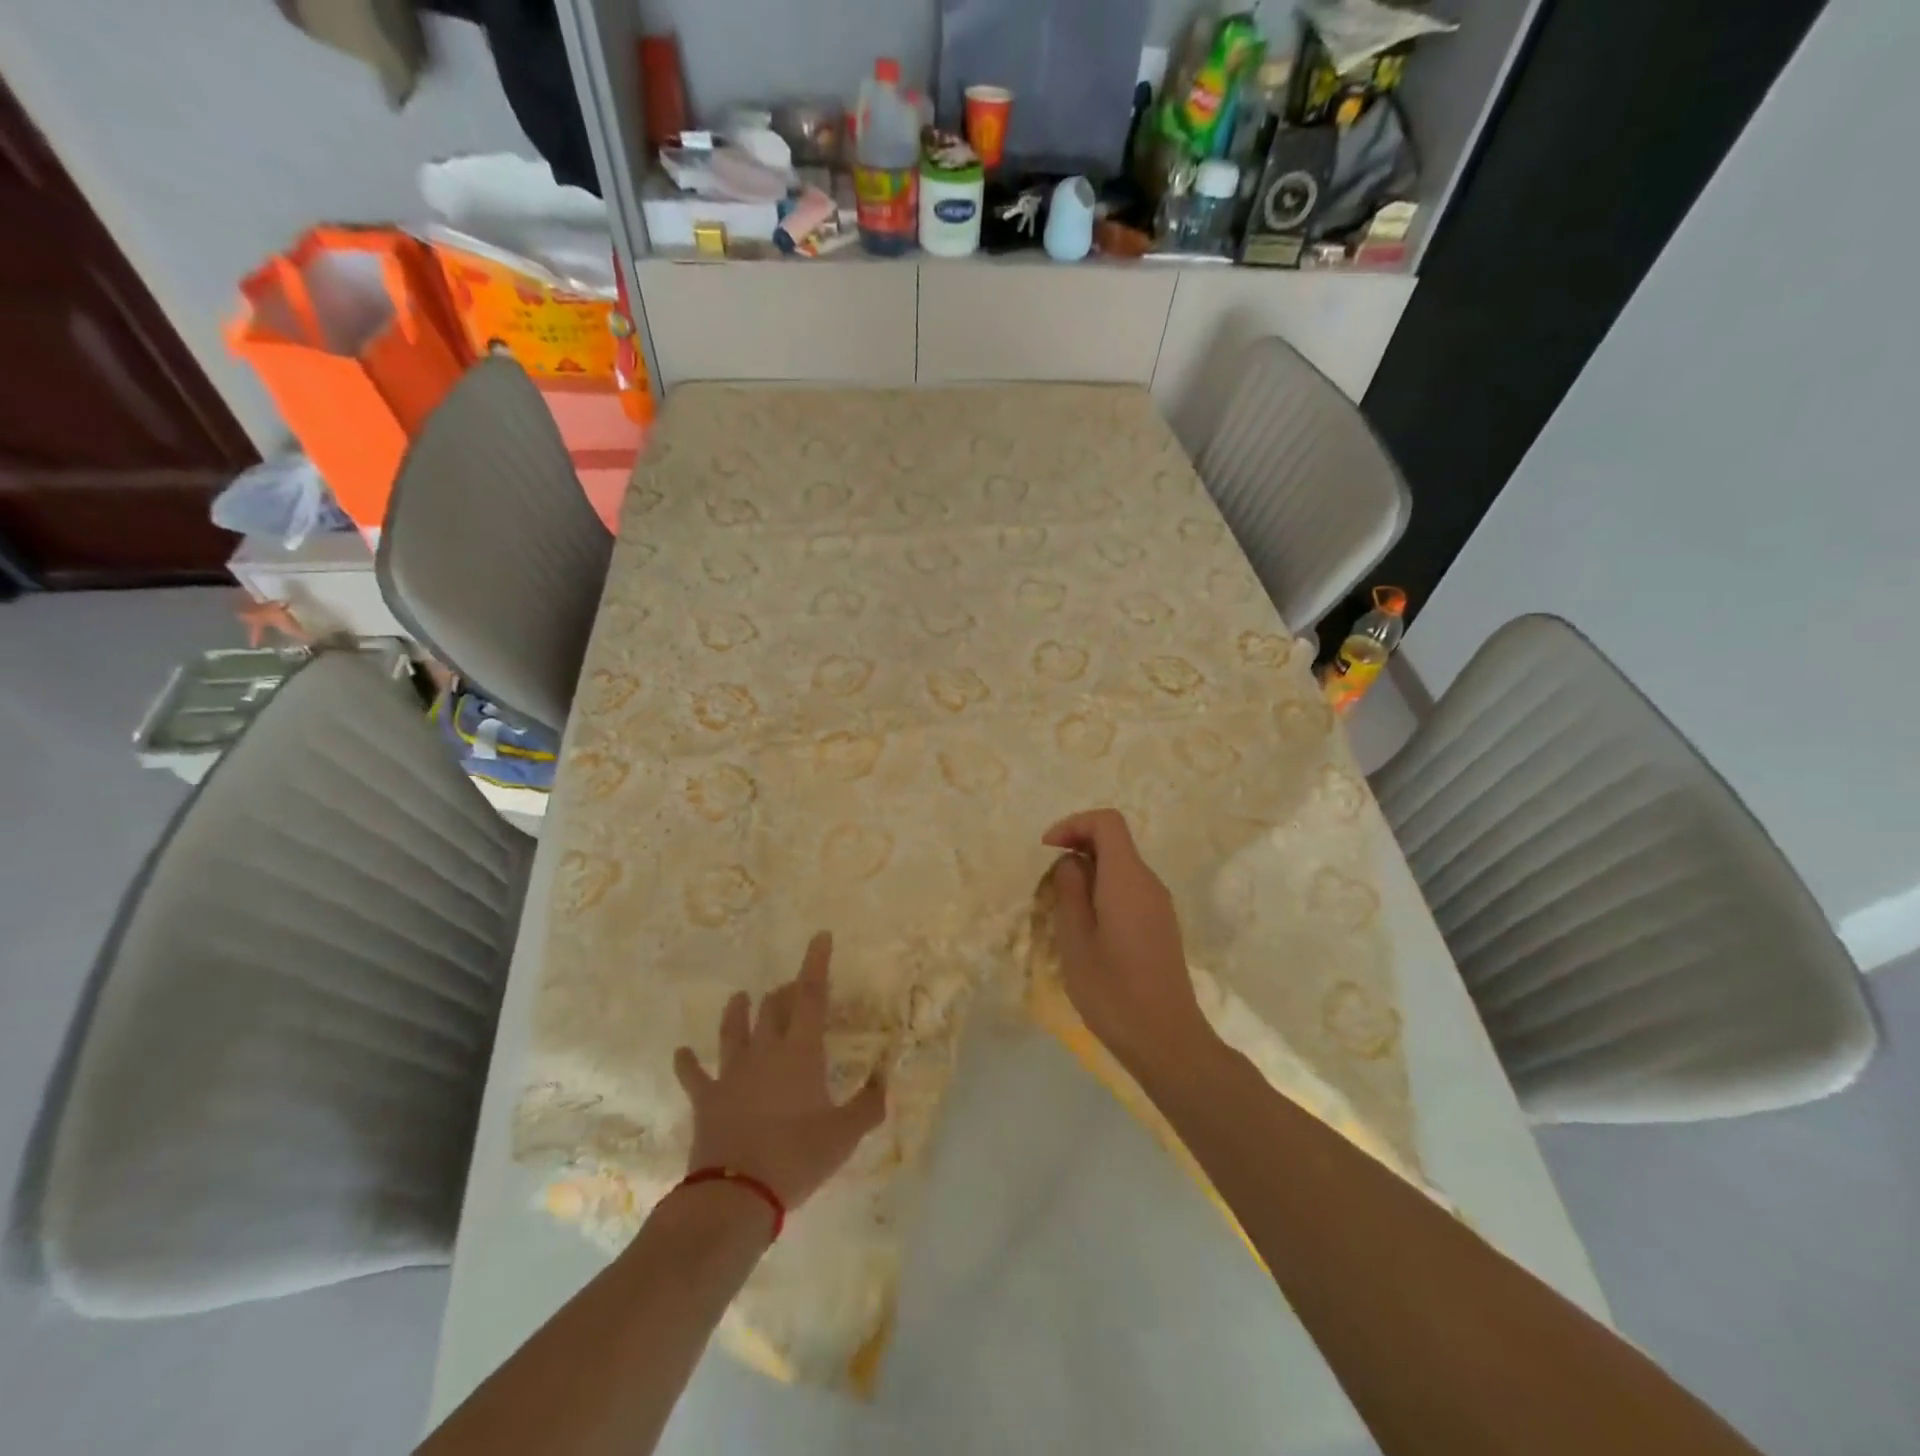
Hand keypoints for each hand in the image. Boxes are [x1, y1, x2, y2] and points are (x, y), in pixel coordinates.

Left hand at [673, 932, 886, 1209]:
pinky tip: (681, 1052)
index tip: (820, 936)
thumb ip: (869, 1104)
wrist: (736, 1194)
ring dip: (739, 1011)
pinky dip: (688, 1062)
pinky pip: (694, 1075)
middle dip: (785, 992)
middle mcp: (765, 1051)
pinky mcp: (707, 1098)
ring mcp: (731, 1073)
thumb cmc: (797, 1157)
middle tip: (793, 989)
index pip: (811, 996)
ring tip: (741, 996)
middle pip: (773, 1007)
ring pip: (734, 1029)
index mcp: (800, 1051)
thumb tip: (884, 1079)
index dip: (816, 963)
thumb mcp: (844, 1134)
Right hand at [1043, 809, 1216, 1073]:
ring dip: (1088, 874)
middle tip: (1048, 884)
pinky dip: (1103, 893)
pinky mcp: (1161, 926)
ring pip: (1120, 868)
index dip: (1074, 824)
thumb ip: (1069, 890)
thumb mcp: (1075, 939)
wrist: (1166, 1040)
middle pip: (1114, 842)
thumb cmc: (1112, 990)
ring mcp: (1159, 905)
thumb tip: (1071, 862)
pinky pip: (1129, 891)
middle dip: (1077, 849)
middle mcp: (1149, 883)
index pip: (1107, 822)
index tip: (1047, 849)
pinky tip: (1086, 929)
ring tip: (1062, 910)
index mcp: (1128, 878)